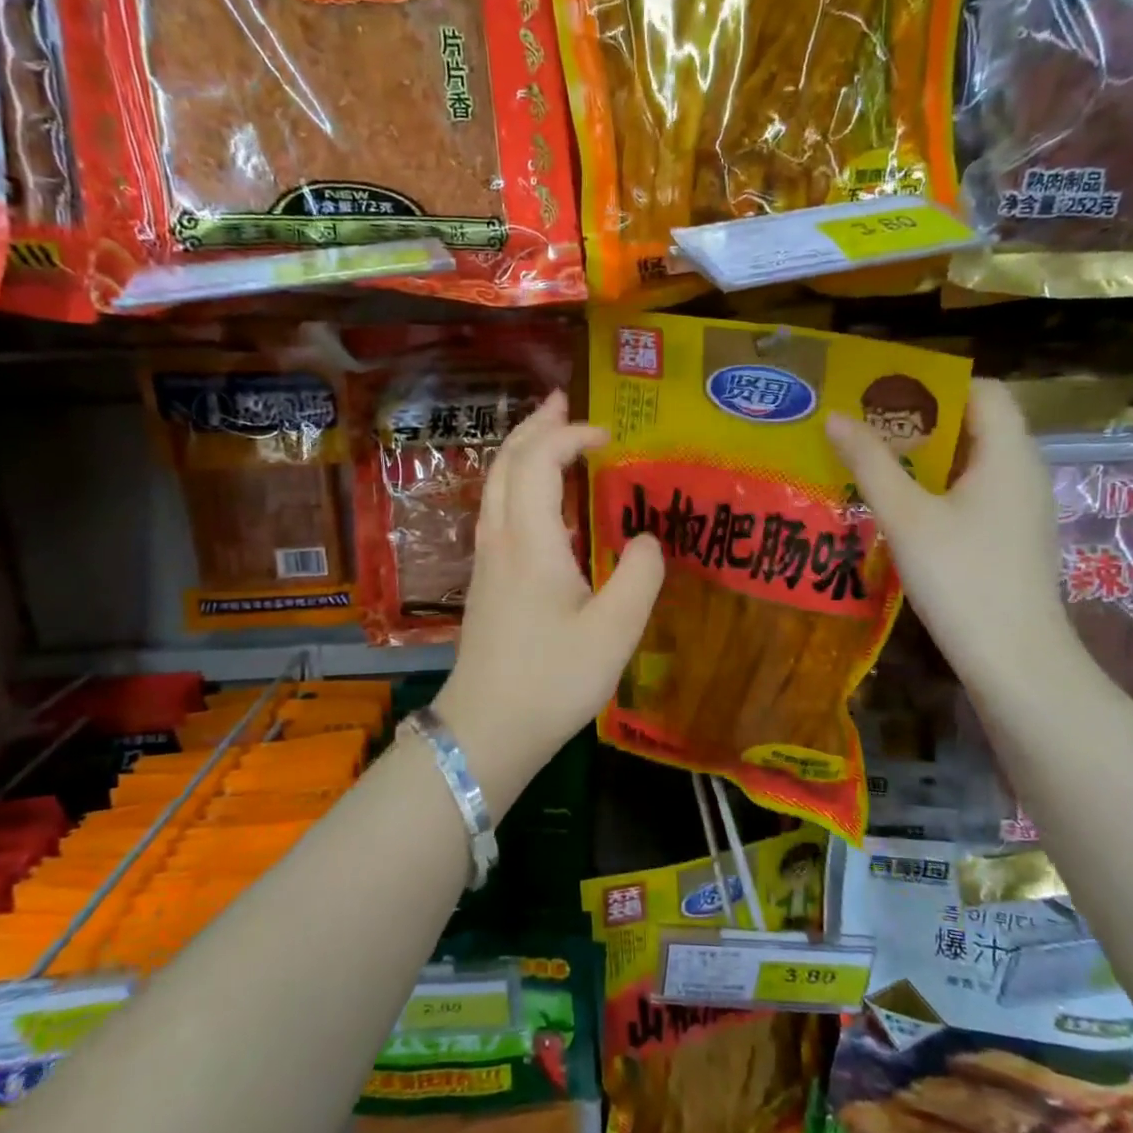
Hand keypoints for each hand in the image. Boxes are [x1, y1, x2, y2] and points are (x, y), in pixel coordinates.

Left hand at [435, 392, 663, 804]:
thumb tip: (646, 539)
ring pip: (495, 485)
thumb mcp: (615, 631)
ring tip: (550, 436)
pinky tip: (539, 501)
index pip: (540, 462)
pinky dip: (517, 483)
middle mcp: (500, 538)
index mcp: (530, 540)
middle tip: (563, 402)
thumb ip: (640, 575)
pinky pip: (496, 510)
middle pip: (507, 462)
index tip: (609, 437)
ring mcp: (487, 560)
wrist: (487, 730)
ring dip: (521, 451)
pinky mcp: (485, 582)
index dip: (571, 436)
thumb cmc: (553, 680)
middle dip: (535, 426)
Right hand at [826, 379, 1072, 688]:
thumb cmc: (962, 577)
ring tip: (872, 461)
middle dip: (920, 420)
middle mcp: (1023, 470)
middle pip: (975, 423)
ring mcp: (1021, 507)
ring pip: (972, 462)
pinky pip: (974, 493)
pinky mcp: (1012, 537)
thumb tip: (834, 417)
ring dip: (925, 456)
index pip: (982, 389)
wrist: (1014, 659)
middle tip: (864, 426)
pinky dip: (938, 487)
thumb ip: (870, 463)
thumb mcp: (906, 516)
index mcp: (1007, 452)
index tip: (883, 393)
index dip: (934, 384)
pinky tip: (900, 507)